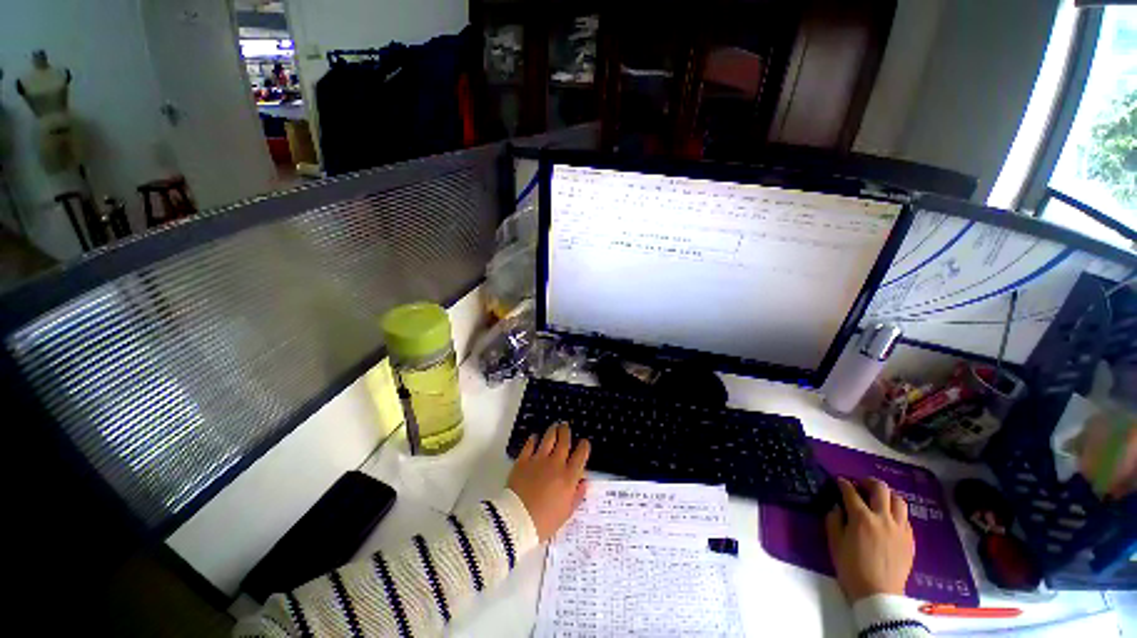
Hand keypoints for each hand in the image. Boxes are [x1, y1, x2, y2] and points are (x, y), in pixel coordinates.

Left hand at [507, 423, 589, 540]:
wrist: (516, 521)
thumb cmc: (544, 522)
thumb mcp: (566, 513)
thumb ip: (576, 496)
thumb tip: (584, 482)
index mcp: (568, 477)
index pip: (580, 455)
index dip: (584, 446)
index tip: (584, 443)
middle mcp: (555, 464)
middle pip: (564, 441)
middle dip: (566, 432)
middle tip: (566, 426)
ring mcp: (538, 460)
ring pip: (548, 438)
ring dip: (553, 430)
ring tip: (554, 426)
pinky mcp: (523, 460)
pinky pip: (530, 444)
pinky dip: (534, 439)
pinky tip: (535, 437)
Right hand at [825, 477, 914, 602]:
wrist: (878, 594)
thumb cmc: (851, 568)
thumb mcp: (834, 543)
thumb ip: (834, 520)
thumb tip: (837, 507)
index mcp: (861, 518)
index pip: (851, 492)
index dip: (843, 483)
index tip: (839, 481)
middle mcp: (883, 518)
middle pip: (880, 489)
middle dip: (868, 482)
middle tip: (860, 485)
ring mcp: (899, 528)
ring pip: (898, 500)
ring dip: (887, 495)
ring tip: (878, 499)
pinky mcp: (909, 539)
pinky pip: (905, 518)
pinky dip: (896, 513)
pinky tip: (889, 519)